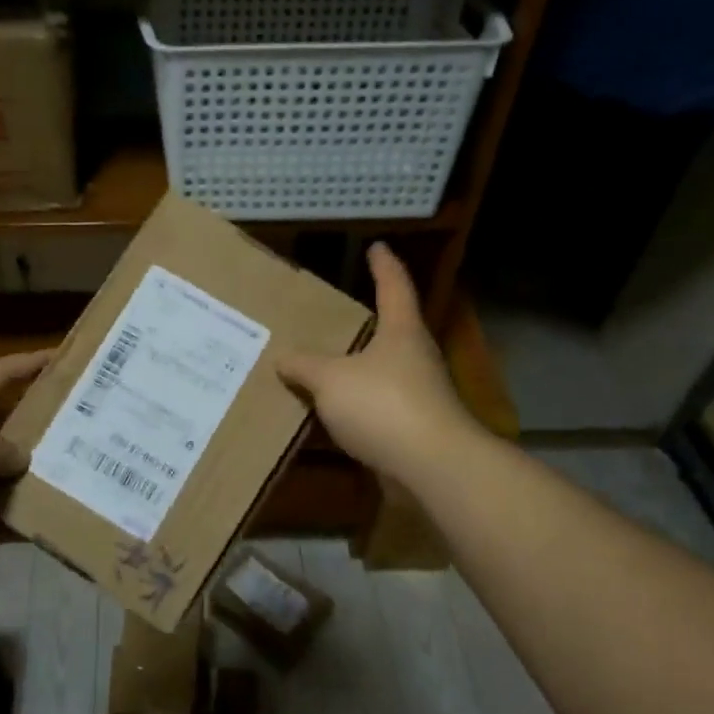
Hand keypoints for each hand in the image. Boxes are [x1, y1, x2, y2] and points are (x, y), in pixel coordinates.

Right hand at [274, 244, 475, 485]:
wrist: (430, 466)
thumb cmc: (382, 405)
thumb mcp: (331, 380)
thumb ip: (305, 366)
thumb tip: (283, 357)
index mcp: (401, 331)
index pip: (394, 286)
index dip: (384, 265)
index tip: (376, 247)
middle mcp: (415, 357)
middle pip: (392, 330)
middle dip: (367, 322)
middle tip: (334, 316)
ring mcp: (418, 394)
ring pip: (382, 371)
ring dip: (357, 368)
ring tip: (323, 366)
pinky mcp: (412, 428)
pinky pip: (376, 407)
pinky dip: (354, 406)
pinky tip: (330, 413)